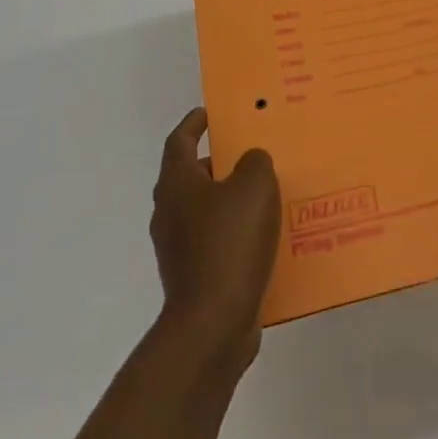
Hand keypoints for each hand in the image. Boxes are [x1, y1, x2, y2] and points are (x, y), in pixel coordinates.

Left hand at [150, 108, 281, 370]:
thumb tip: (251, 162)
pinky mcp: (193, 277)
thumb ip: (255, 163)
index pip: (180, 140)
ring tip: (267, 194)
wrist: (212, 325)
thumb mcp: (254, 186)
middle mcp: (169, 212)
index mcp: (176, 183)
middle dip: (220, 162)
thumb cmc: (229, 243)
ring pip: (206, 211)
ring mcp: (178, 248)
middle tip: (251, 153)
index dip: (194, 123)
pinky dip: (237, 234)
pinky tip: (266, 238)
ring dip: (231, 200)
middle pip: (192, 175)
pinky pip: (217, 243)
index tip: (211, 113)